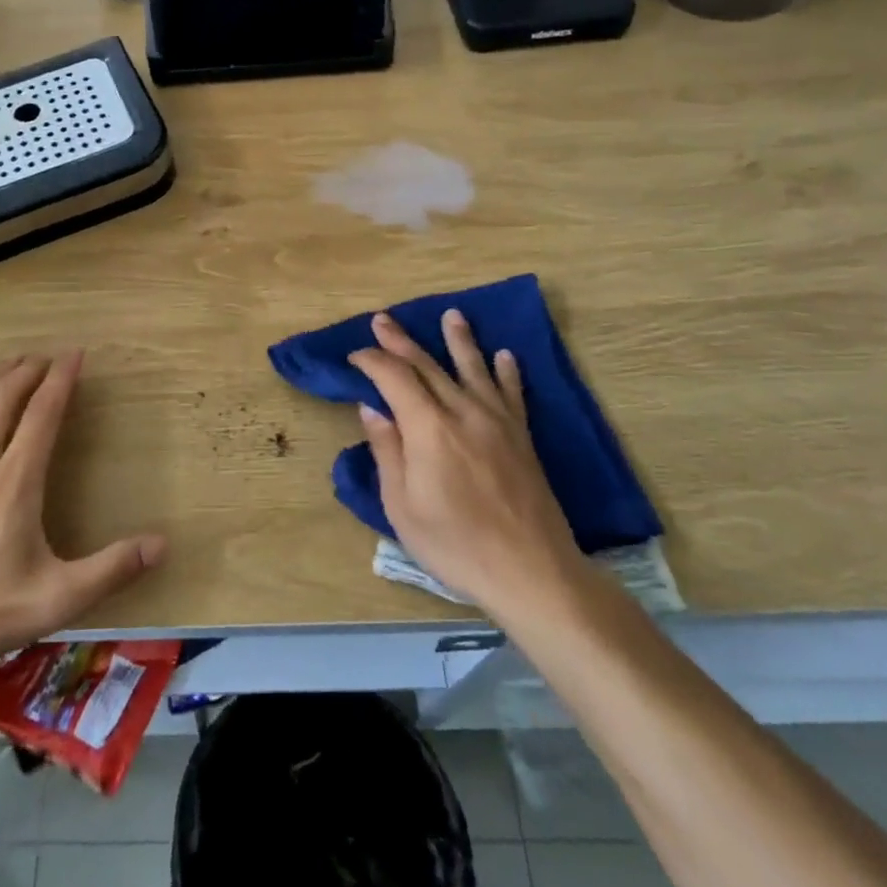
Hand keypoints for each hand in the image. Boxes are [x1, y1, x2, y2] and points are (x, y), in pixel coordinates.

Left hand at [0, 354, 164, 671]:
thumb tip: (161, 545)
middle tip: (44, 356)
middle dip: (26, 372)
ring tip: (8, 363)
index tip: (74, 354)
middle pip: (4, 401)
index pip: (43, 415)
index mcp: (16, 482)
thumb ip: (110, 570)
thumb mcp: (56, 599)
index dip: (61, 381)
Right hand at [349, 310, 587, 610]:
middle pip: (427, 366)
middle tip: (383, 320)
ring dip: (459, 340)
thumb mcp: (402, 506)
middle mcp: (462, 412)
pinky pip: (512, 393)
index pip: (394, 378)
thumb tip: (372, 409)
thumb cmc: (455, 544)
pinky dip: (507, 372)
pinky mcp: (521, 437)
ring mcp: (497, 421)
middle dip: (401, 342)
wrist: (531, 571)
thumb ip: (388, 451)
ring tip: (452, 315)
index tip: (355, 356)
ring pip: (473, 368)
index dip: (372, 361)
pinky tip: (505, 356)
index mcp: (428, 428)